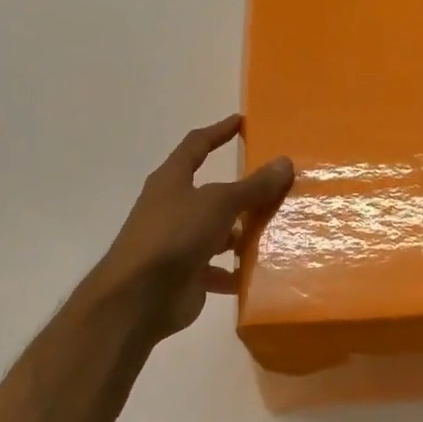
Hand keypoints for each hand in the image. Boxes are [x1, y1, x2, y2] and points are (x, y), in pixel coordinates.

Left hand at [85, 115, 293, 346]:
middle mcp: (173, 208)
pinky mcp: (186, 275)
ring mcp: (178, 243)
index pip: (196, 145)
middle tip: (276, 184)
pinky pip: (217, 269)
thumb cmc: (175, 235)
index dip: (218, 132)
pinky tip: (261, 272)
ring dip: (242, 233)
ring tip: (277, 230)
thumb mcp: (219, 203)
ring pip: (218, 232)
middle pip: (212, 192)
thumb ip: (253, 186)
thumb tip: (284, 162)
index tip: (241, 122)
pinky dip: (236, 271)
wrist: (138, 299)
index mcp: (172, 180)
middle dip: (241, 191)